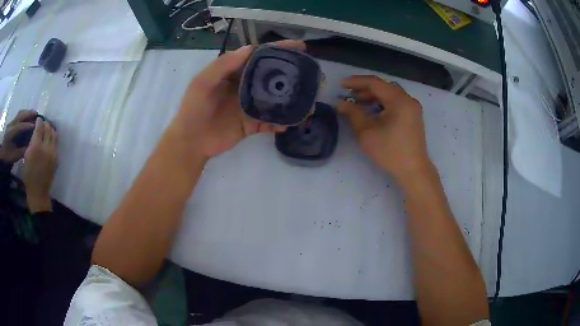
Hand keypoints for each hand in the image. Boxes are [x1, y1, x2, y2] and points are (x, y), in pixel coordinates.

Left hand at [0, 110, 35, 162]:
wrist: (2, 155)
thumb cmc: (8, 157)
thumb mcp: (14, 156)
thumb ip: (22, 150)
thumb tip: (30, 144)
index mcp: (11, 133)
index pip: (20, 126)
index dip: (28, 125)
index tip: (35, 126)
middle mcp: (11, 124)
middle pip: (20, 115)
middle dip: (29, 114)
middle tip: (37, 115)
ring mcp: (11, 122)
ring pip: (20, 113)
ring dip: (27, 112)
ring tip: (34, 113)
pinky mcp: (12, 122)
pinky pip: (19, 115)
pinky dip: (24, 114)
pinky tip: (28, 116)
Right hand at [23, 118, 56, 212]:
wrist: (38, 192)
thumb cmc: (28, 175)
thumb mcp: (26, 156)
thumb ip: (31, 142)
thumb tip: (35, 131)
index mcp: (36, 146)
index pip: (40, 127)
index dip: (39, 121)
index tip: (37, 119)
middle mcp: (46, 147)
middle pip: (48, 128)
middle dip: (45, 124)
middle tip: (42, 123)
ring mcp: (53, 153)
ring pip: (54, 134)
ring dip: (50, 129)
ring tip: (46, 130)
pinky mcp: (56, 158)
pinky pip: (55, 143)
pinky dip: (52, 138)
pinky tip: (48, 139)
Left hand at [172, 40, 304, 158]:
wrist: (191, 142)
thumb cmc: (194, 109)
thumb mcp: (202, 83)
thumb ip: (223, 65)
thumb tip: (250, 48)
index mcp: (234, 74)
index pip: (259, 57)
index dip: (278, 50)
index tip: (298, 46)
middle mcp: (245, 87)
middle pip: (271, 76)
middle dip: (291, 73)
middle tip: (311, 73)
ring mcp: (250, 106)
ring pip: (275, 100)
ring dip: (291, 100)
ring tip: (308, 101)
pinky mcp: (252, 125)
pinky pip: (270, 122)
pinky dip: (280, 123)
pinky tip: (289, 123)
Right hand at [338, 76, 431, 183]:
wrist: (413, 171)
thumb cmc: (390, 152)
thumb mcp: (367, 132)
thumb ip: (352, 113)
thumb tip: (340, 103)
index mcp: (399, 100)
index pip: (375, 83)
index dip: (356, 82)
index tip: (341, 85)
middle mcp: (408, 100)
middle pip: (384, 87)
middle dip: (364, 89)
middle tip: (349, 95)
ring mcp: (413, 108)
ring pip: (390, 94)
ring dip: (374, 96)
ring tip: (358, 103)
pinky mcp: (413, 117)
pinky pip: (396, 103)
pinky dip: (383, 103)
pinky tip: (373, 111)